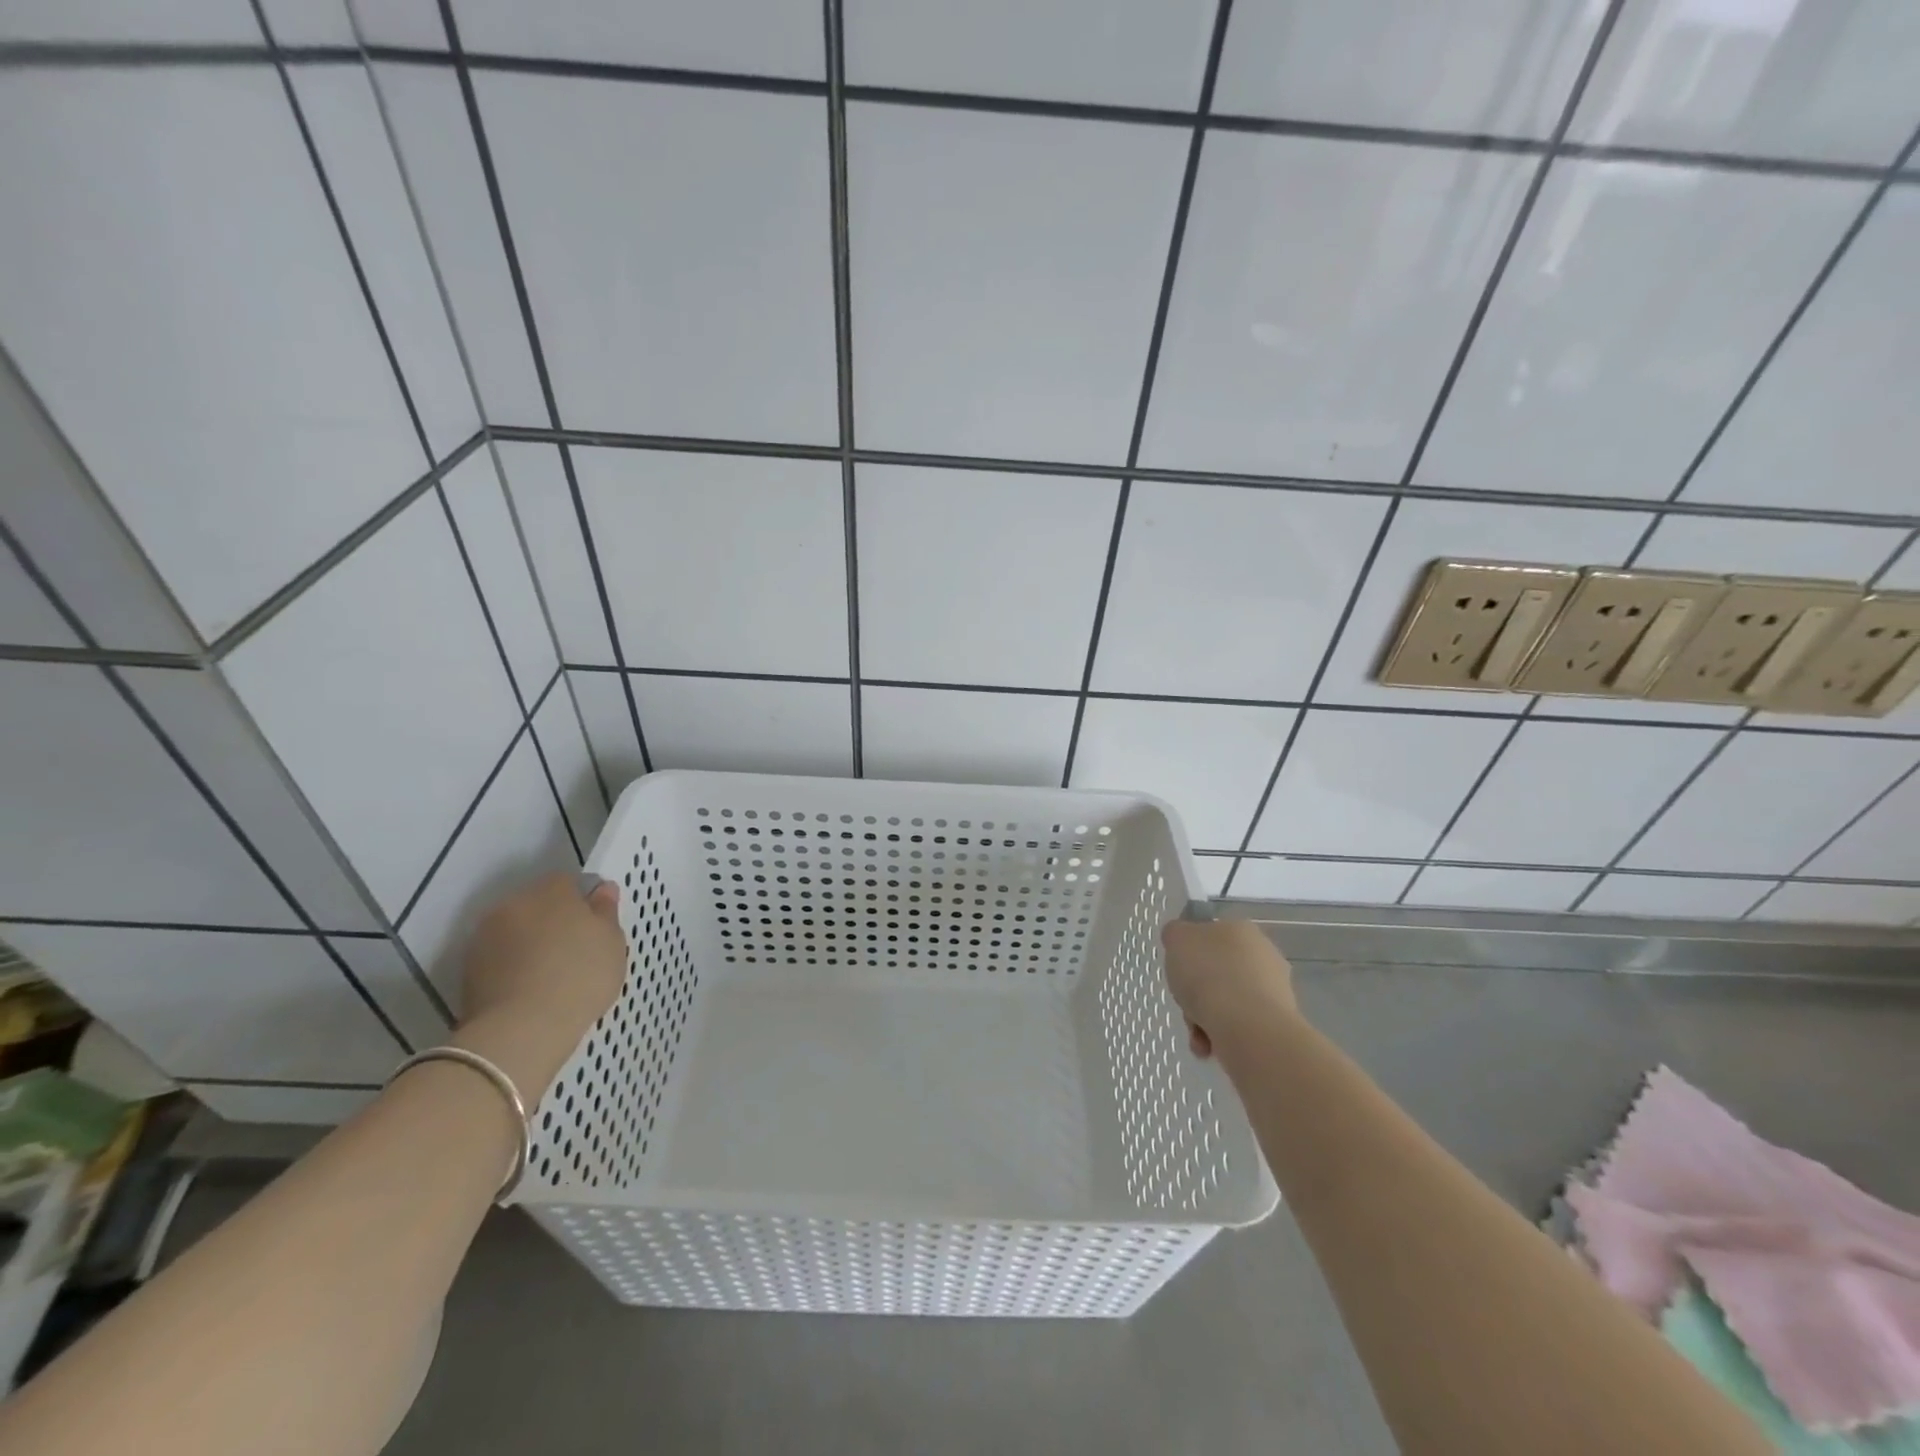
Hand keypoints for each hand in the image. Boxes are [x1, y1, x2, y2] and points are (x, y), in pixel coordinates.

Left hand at [450, 873, 626, 1096]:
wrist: (523, 1029)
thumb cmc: (580, 976)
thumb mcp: (612, 942)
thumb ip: (606, 911)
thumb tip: (602, 890)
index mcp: (550, 890)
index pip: (567, 882)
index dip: (582, 902)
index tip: (594, 928)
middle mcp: (513, 904)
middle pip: (537, 904)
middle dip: (553, 921)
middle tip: (574, 952)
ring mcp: (485, 936)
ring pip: (515, 931)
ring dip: (529, 944)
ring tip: (550, 976)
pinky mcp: (467, 969)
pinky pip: (500, 958)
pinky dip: (512, 968)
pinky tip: (530, 990)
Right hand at [1162, 919, 1297, 1062]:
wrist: (1247, 1026)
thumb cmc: (1208, 974)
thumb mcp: (1176, 939)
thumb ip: (1176, 934)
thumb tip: (1181, 938)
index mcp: (1241, 929)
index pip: (1211, 937)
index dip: (1190, 955)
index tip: (1179, 972)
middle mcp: (1264, 955)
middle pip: (1218, 973)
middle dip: (1198, 993)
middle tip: (1186, 1005)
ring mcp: (1275, 990)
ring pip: (1228, 1002)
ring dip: (1206, 1019)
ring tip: (1197, 1035)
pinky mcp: (1279, 1023)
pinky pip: (1241, 1026)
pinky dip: (1222, 1036)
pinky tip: (1210, 1045)